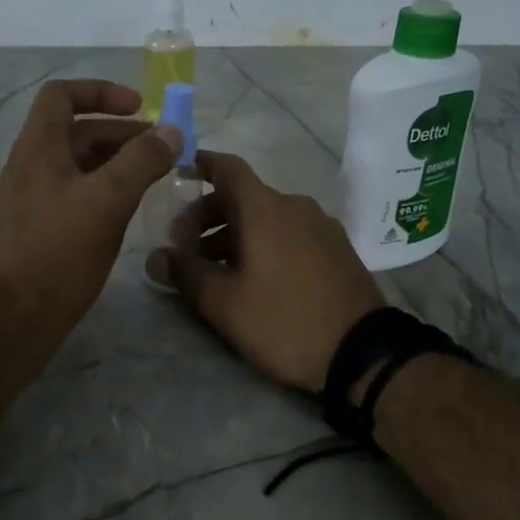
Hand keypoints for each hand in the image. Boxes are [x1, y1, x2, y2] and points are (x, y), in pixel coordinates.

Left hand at [0, 79, 180, 369]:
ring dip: (116, 161)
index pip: (62, 95)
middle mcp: (32, 165)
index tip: (140, 107)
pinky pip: (75, 193)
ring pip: (78, 165)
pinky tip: (128, 209)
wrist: (12, 316)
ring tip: (154, 176)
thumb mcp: (107, 200)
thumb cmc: (58, 250)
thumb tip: (171, 132)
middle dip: (120, 131)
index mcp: (39, 147)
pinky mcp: (40, 229)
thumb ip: (141, 161)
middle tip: (161, 147)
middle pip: (76, 130)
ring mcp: (34, 199)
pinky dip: (104, 189)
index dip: (101, 91)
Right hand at [147, 151, 384, 392]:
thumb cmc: (283, 321)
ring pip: (266, 217)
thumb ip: (185, 273)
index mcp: (264, 208)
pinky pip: (289, 233)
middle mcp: (294, 206)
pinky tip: (253, 277)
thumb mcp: (223, 303)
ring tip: (213, 269)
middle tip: (184, 247)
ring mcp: (321, 227)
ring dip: (233, 234)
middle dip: (207, 215)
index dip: (200, 165)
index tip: (178, 173)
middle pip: (243, 196)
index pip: (227, 168)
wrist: (363, 354)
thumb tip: (156, 257)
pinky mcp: (337, 250)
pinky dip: (263, 243)